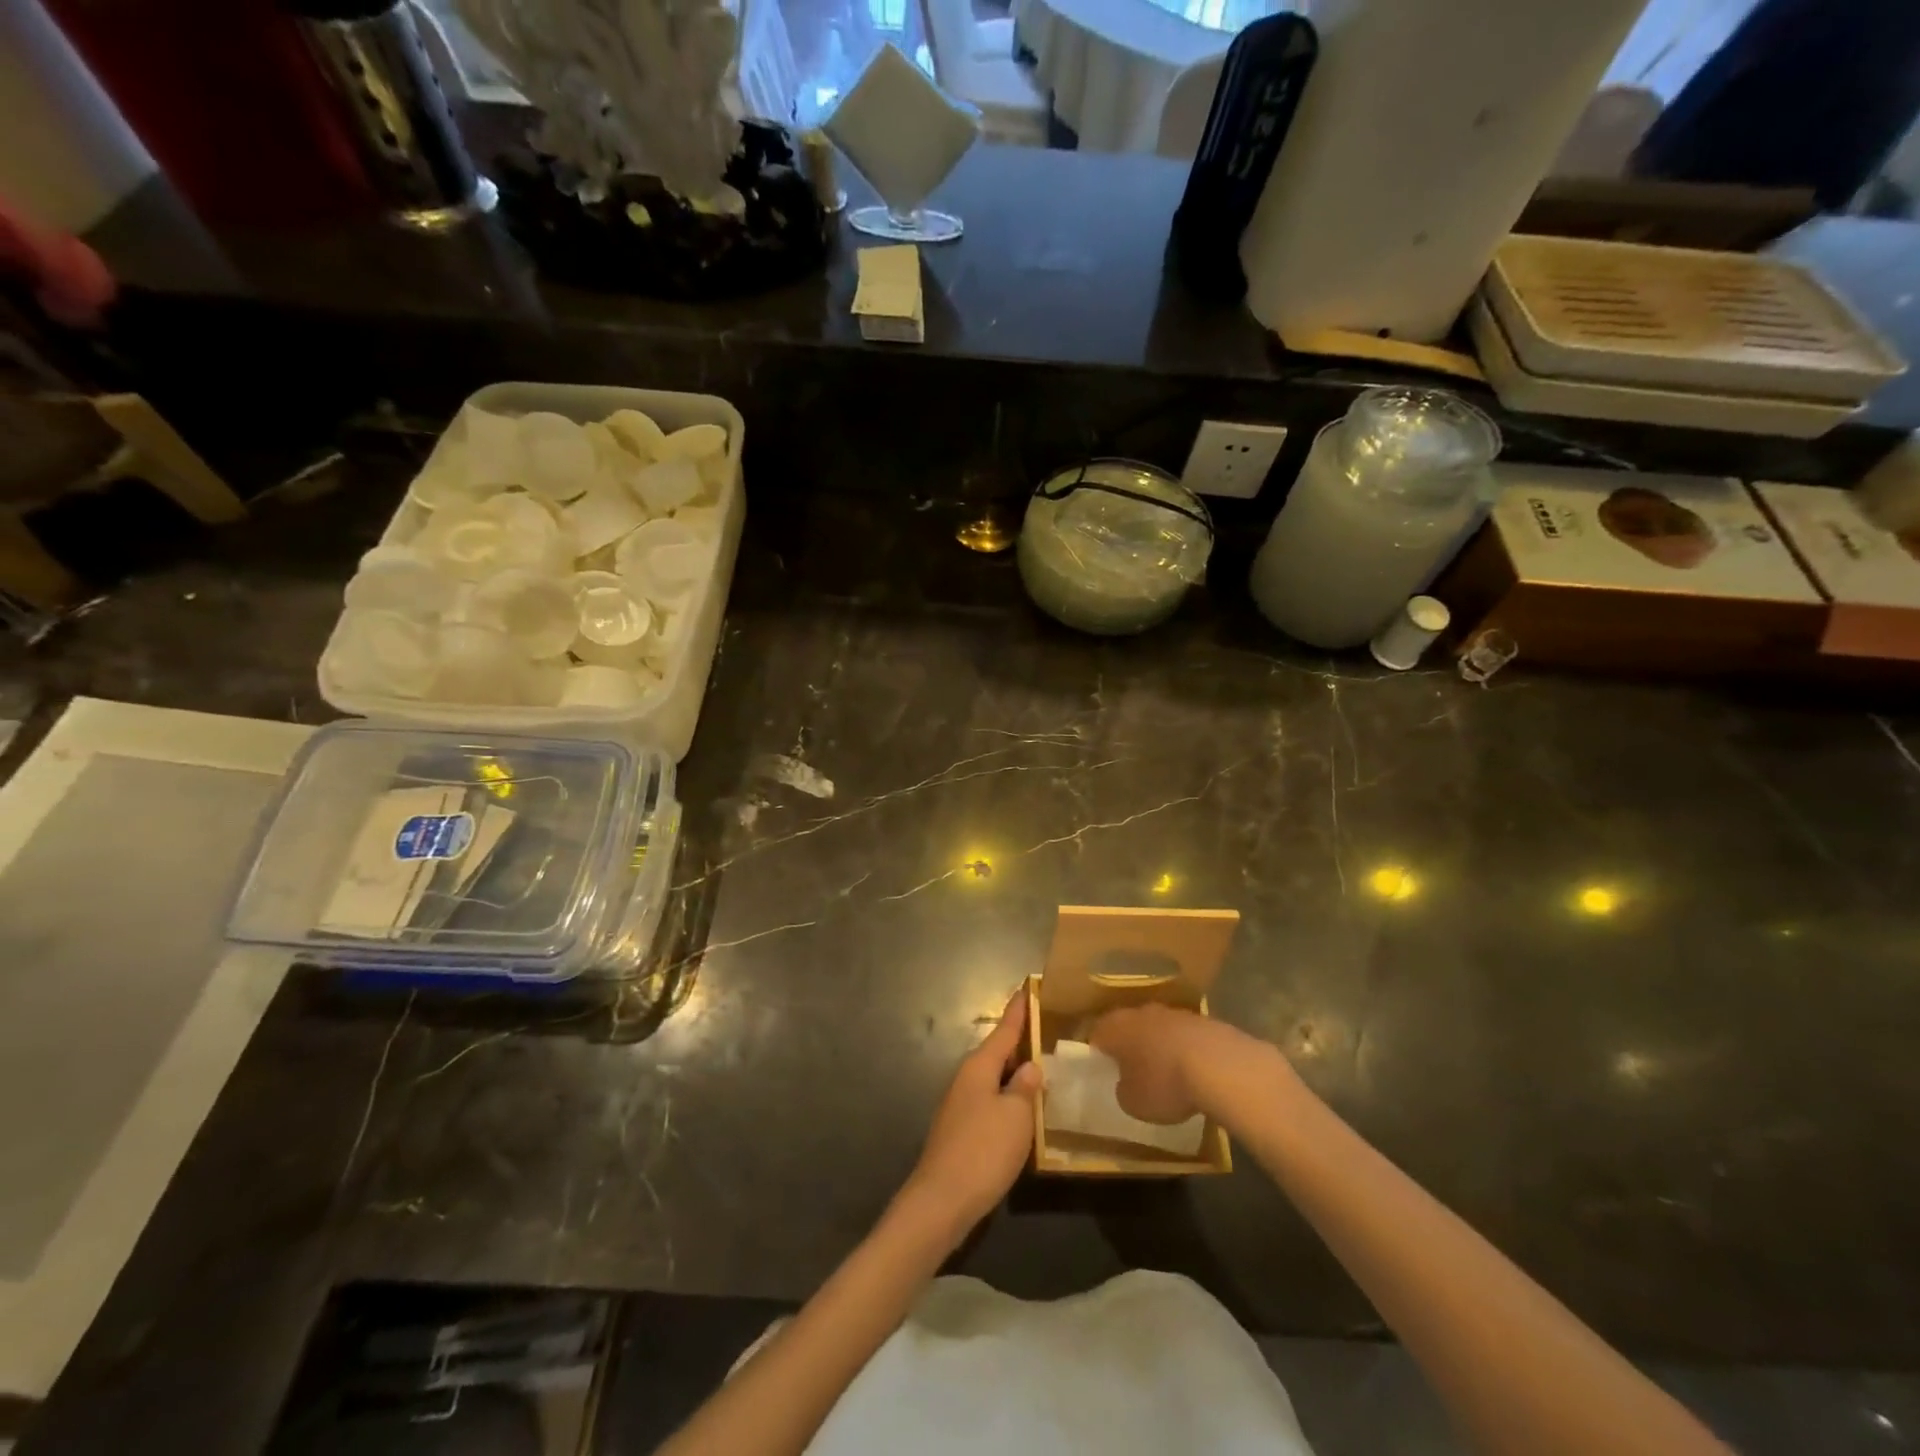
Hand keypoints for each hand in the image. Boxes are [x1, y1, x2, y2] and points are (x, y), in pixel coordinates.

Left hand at [901, 988, 1041, 1240]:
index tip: (1029, 987)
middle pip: (998, 1052)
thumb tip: (1030, 1066)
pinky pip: (991, 1101)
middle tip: (1048, 1028)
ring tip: (1043, 1066)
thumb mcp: (1016, 1116)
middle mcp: (967, 1078)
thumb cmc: (983, 1151)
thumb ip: (1025, 1088)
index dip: (1019, 1010)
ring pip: (995, 1078)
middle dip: (1020, 1041)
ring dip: (1016, 1072)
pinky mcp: (961, 1131)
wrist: (941, 1201)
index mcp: (980, 1066)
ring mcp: (961, 1105)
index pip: (1005, 1029)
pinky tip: (1024, 1110)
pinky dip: (1009, 1098)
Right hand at [1090, 1003, 1275, 1125]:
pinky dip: (1184, 1049)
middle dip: (1129, 1045)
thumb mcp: (1133, 1103)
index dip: (1098, 1052)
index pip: (1097, 1034)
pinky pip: (1184, 1035)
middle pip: (1128, 1026)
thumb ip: (1123, 1090)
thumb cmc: (1164, 1084)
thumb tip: (1126, 1084)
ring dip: (1158, 1045)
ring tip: (1165, 1072)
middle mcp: (1141, 1012)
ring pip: (1158, 1028)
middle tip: (1132, 1069)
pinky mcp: (1203, 1020)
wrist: (1219, 1065)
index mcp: (1116, 1027)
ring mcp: (1174, 1012)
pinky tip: (1193, 1071)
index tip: (1102, 1069)